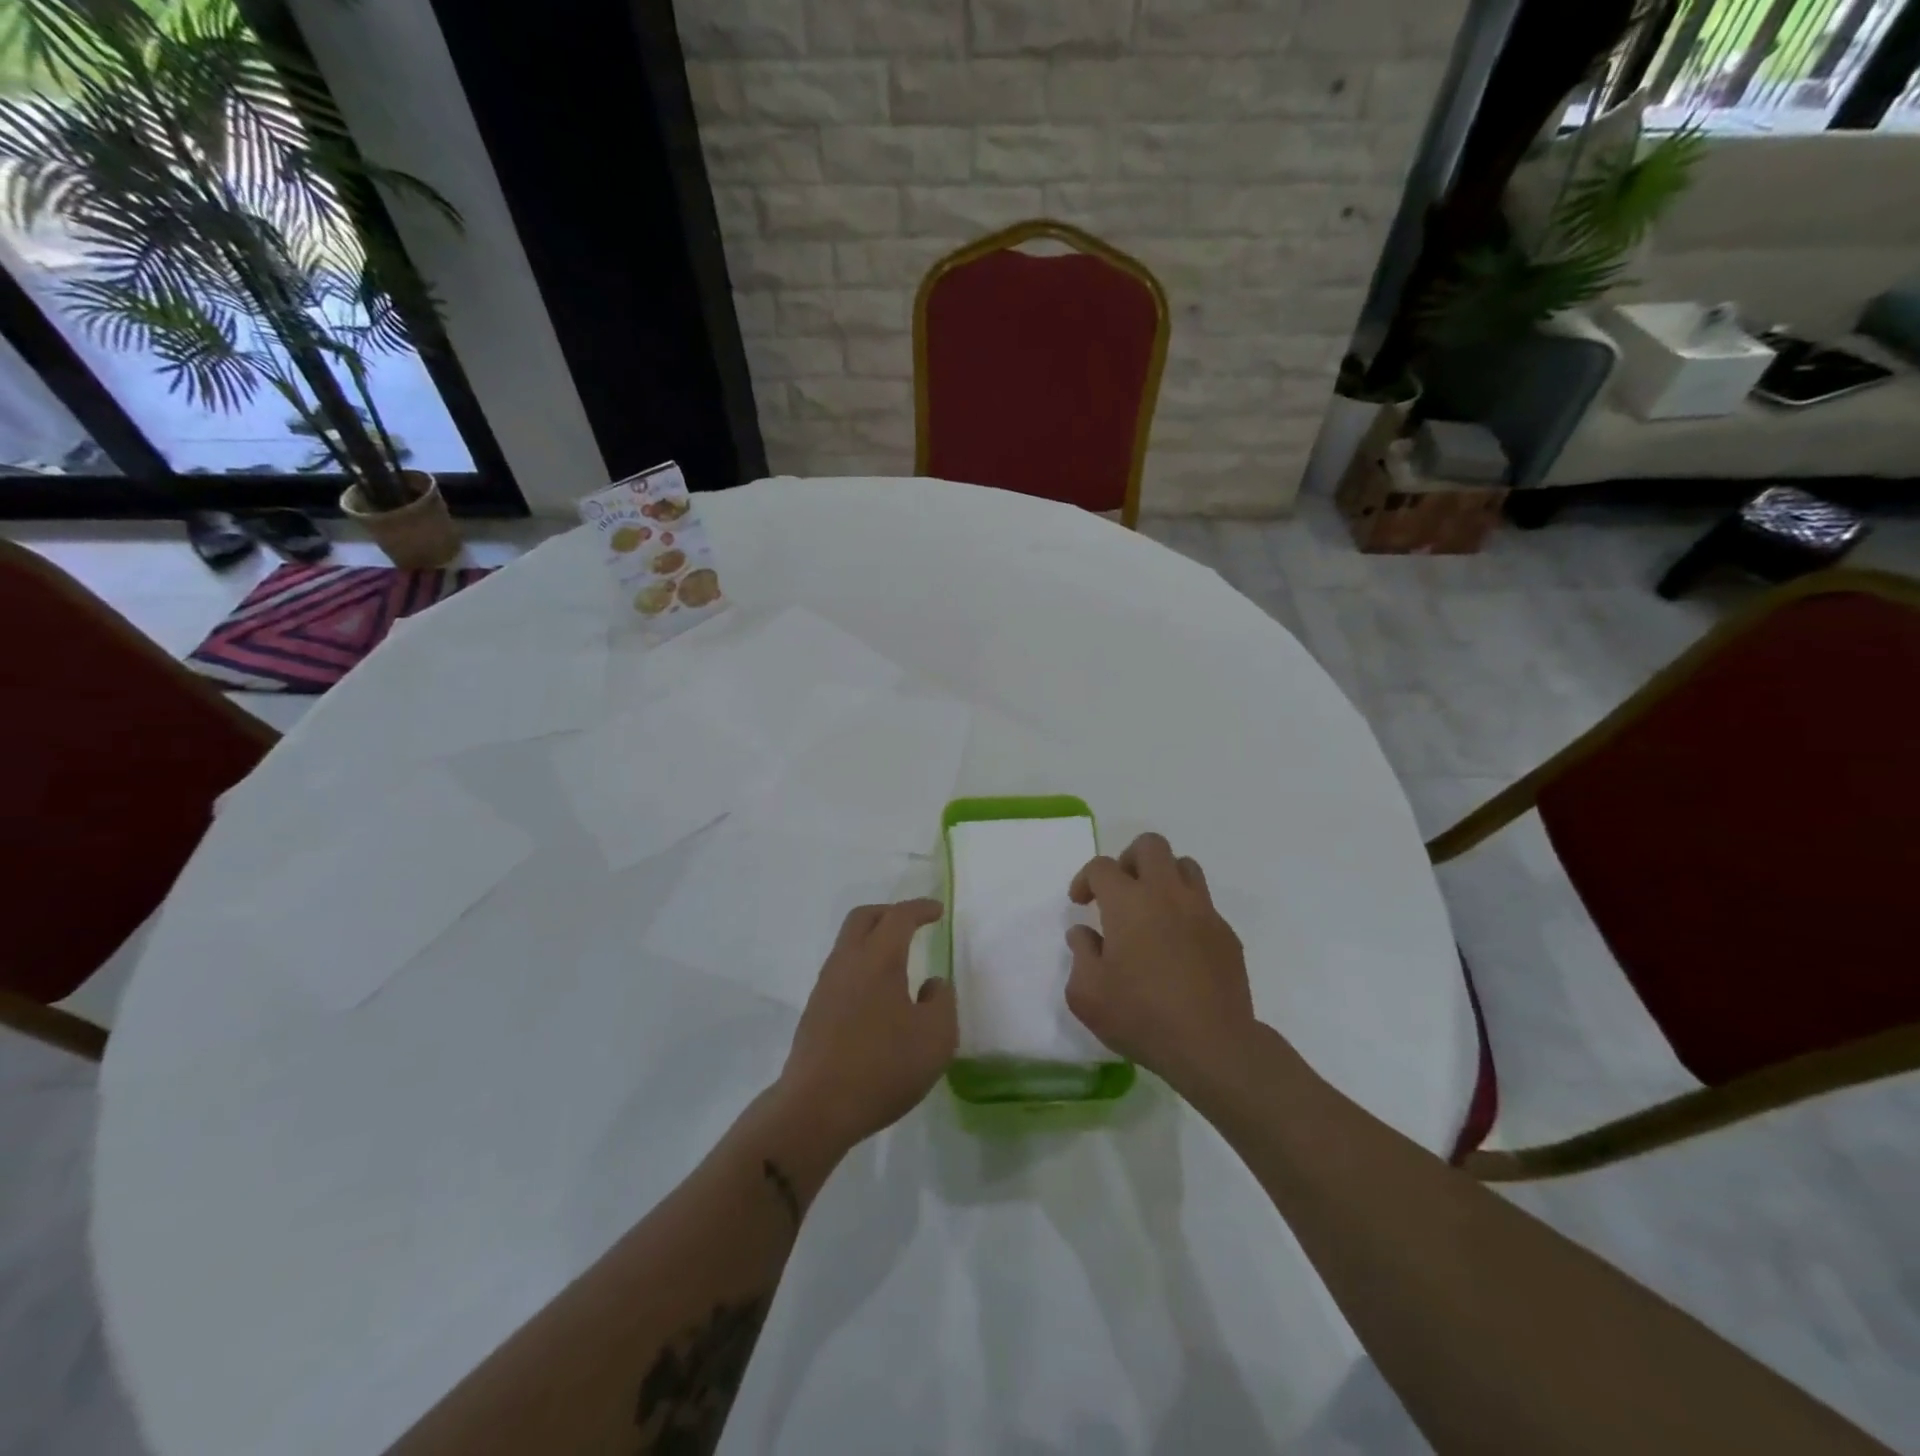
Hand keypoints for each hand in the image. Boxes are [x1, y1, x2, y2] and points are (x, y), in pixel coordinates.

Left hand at [777, 899, 955, 1152]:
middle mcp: (847, 962)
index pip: (899, 917)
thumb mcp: (935, 1038)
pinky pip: (842, 970)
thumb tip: (933, 984)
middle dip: (890, 914)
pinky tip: (878, 996)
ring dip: (873, 940)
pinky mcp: (815, 1011)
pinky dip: (862, 966)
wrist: (815, 1108)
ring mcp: (825, 986)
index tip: (938, 911)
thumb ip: (942, 1002)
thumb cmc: (882, 1067)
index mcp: (878, 959)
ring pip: (848, 943)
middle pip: (864, 918)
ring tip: (898, 962)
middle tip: (913, 924)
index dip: (920, 909)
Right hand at [1065, 834, 1257, 1089]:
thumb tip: (1084, 934)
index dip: (1086, 879)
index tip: (1081, 903)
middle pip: (1150, 845)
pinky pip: (1204, 905)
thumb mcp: (1087, 994)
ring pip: (1184, 866)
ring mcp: (1203, 912)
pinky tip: (1178, 946)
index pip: (1102, 866)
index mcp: (1128, 902)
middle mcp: (1167, 894)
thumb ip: (1080, 955)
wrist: (1213, 1045)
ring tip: (1151, 910)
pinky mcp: (1227, 935)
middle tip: (1119, 891)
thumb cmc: (1141, 1016)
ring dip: (1163, 878)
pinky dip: (1186, 912)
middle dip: (1129, 859)